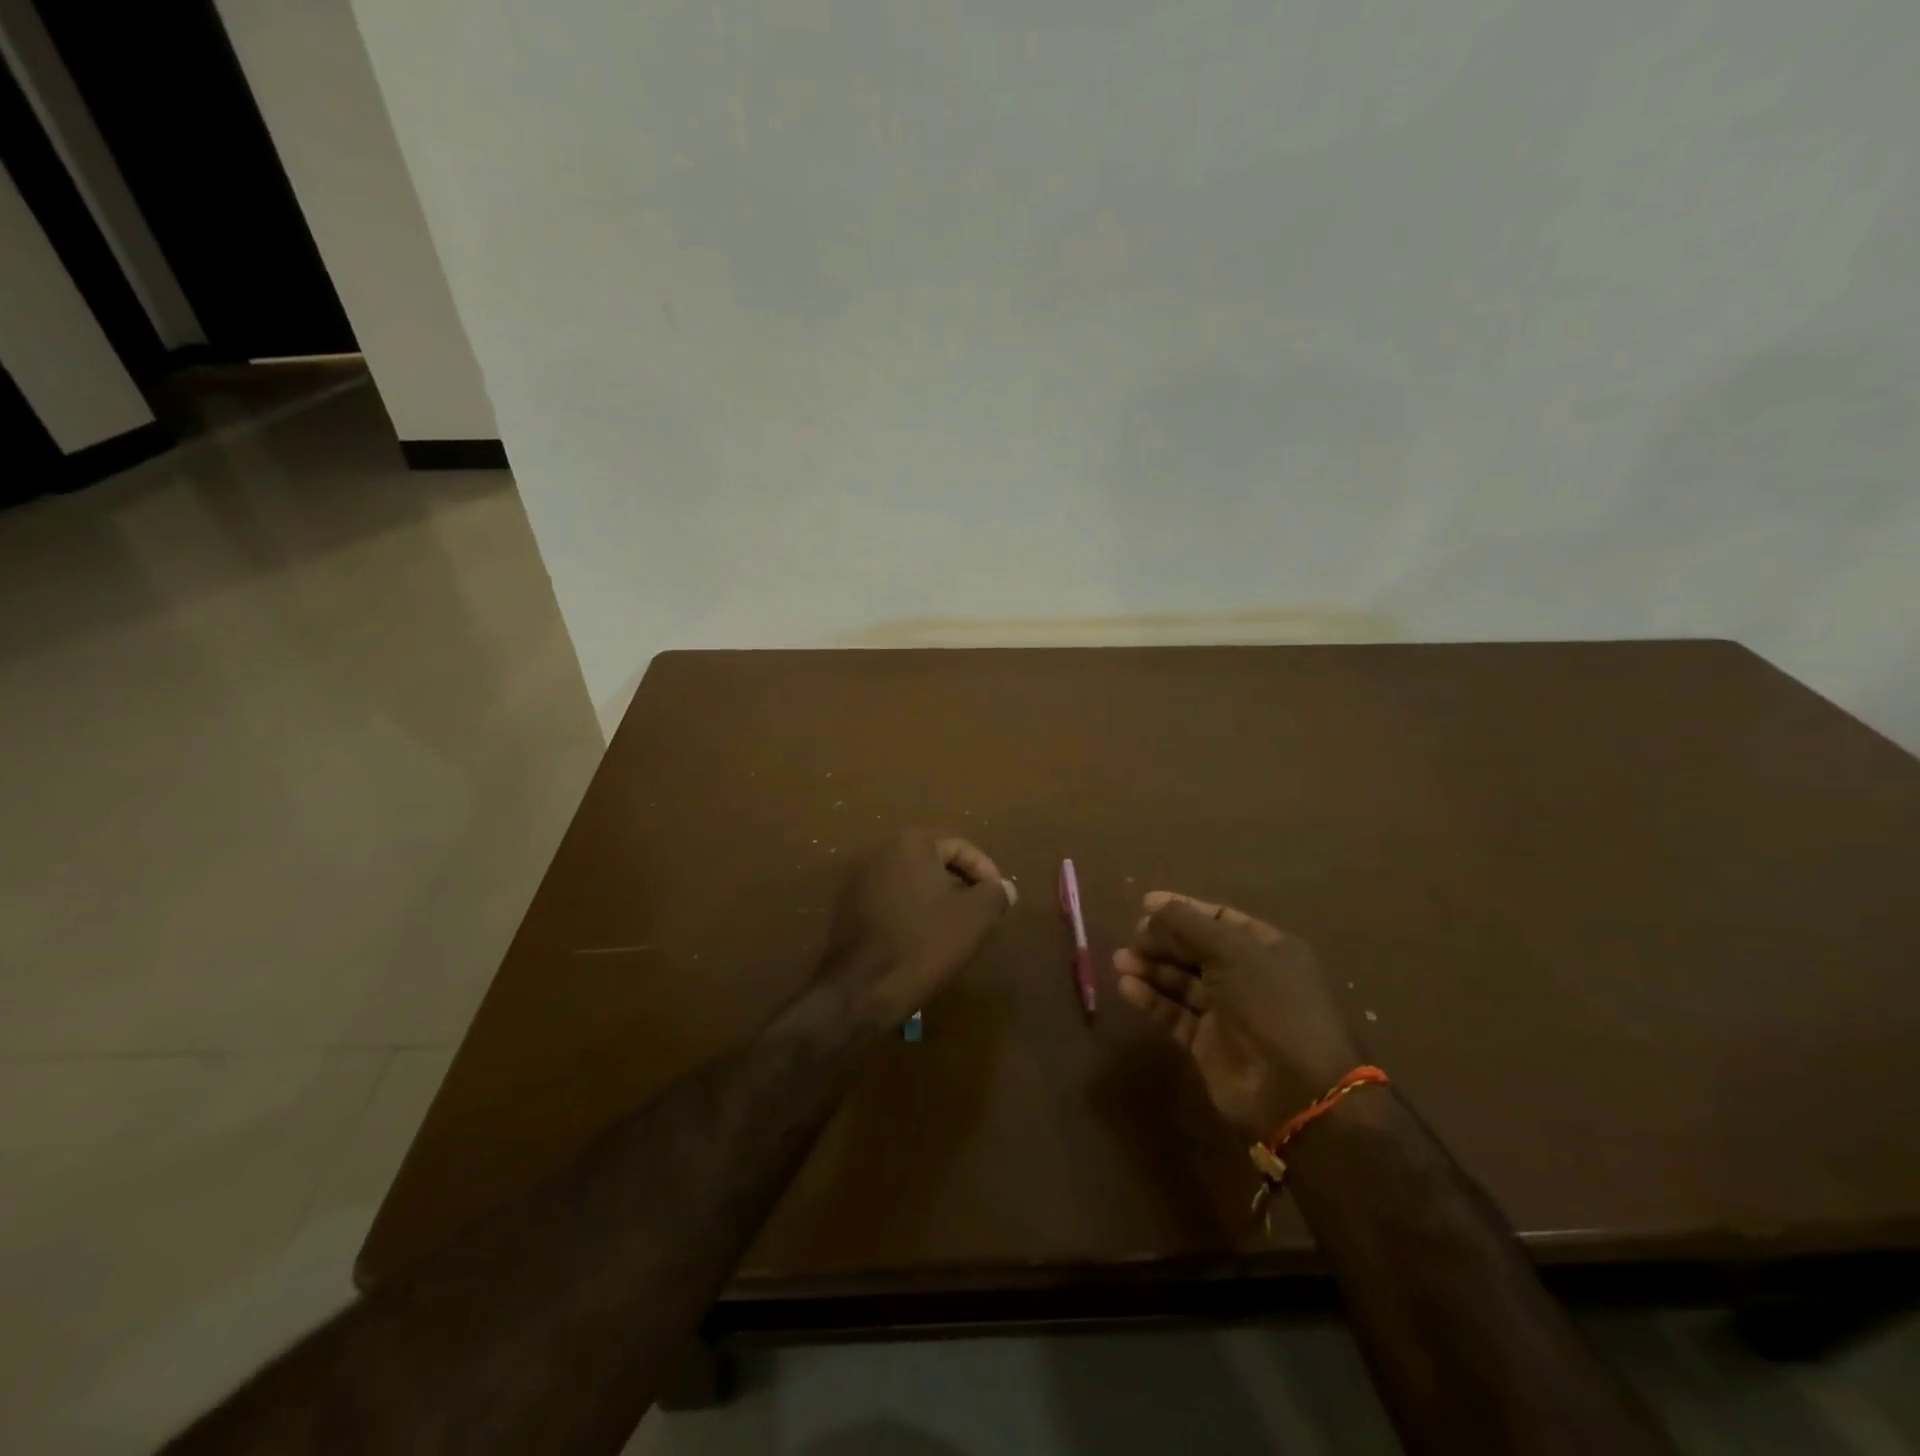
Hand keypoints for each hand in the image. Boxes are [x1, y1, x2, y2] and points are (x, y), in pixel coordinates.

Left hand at [818, 829, 1017, 1024]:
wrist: (861, 989)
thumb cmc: (923, 943)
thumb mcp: (974, 917)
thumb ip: (995, 894)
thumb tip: (1004, 887)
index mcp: (909, 842)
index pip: (959, 846)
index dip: (984, 871)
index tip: (998, 898)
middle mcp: (879, 851)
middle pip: (932, 860)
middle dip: (959, 884)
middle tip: (979, 912)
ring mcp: (857, 879)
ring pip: (910, 881)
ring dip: (935, 898)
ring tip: (955, 928)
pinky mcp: (846, 907)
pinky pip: (889, 900)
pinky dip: (910, 911)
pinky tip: (922, 939)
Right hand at [1115, 892, 1364, 1139]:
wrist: (1295, 1091)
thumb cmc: (1270, 1004)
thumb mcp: (1232, 951)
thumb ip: (1187, 925)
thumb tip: (1151, 909)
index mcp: (1268, 949)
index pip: (1219, 918)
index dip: (1183, 909)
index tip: (1144, 905)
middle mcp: (1248, 977)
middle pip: (1196, 950)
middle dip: (1163, 941)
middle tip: (1132, 937)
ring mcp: (1228, 1013)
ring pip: (1182, 982)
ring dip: (1152, 968)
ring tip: (1120, 961)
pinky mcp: (1208, 1045)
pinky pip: (1175, 1014)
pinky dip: (1152, 1000)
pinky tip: (1127, 987)